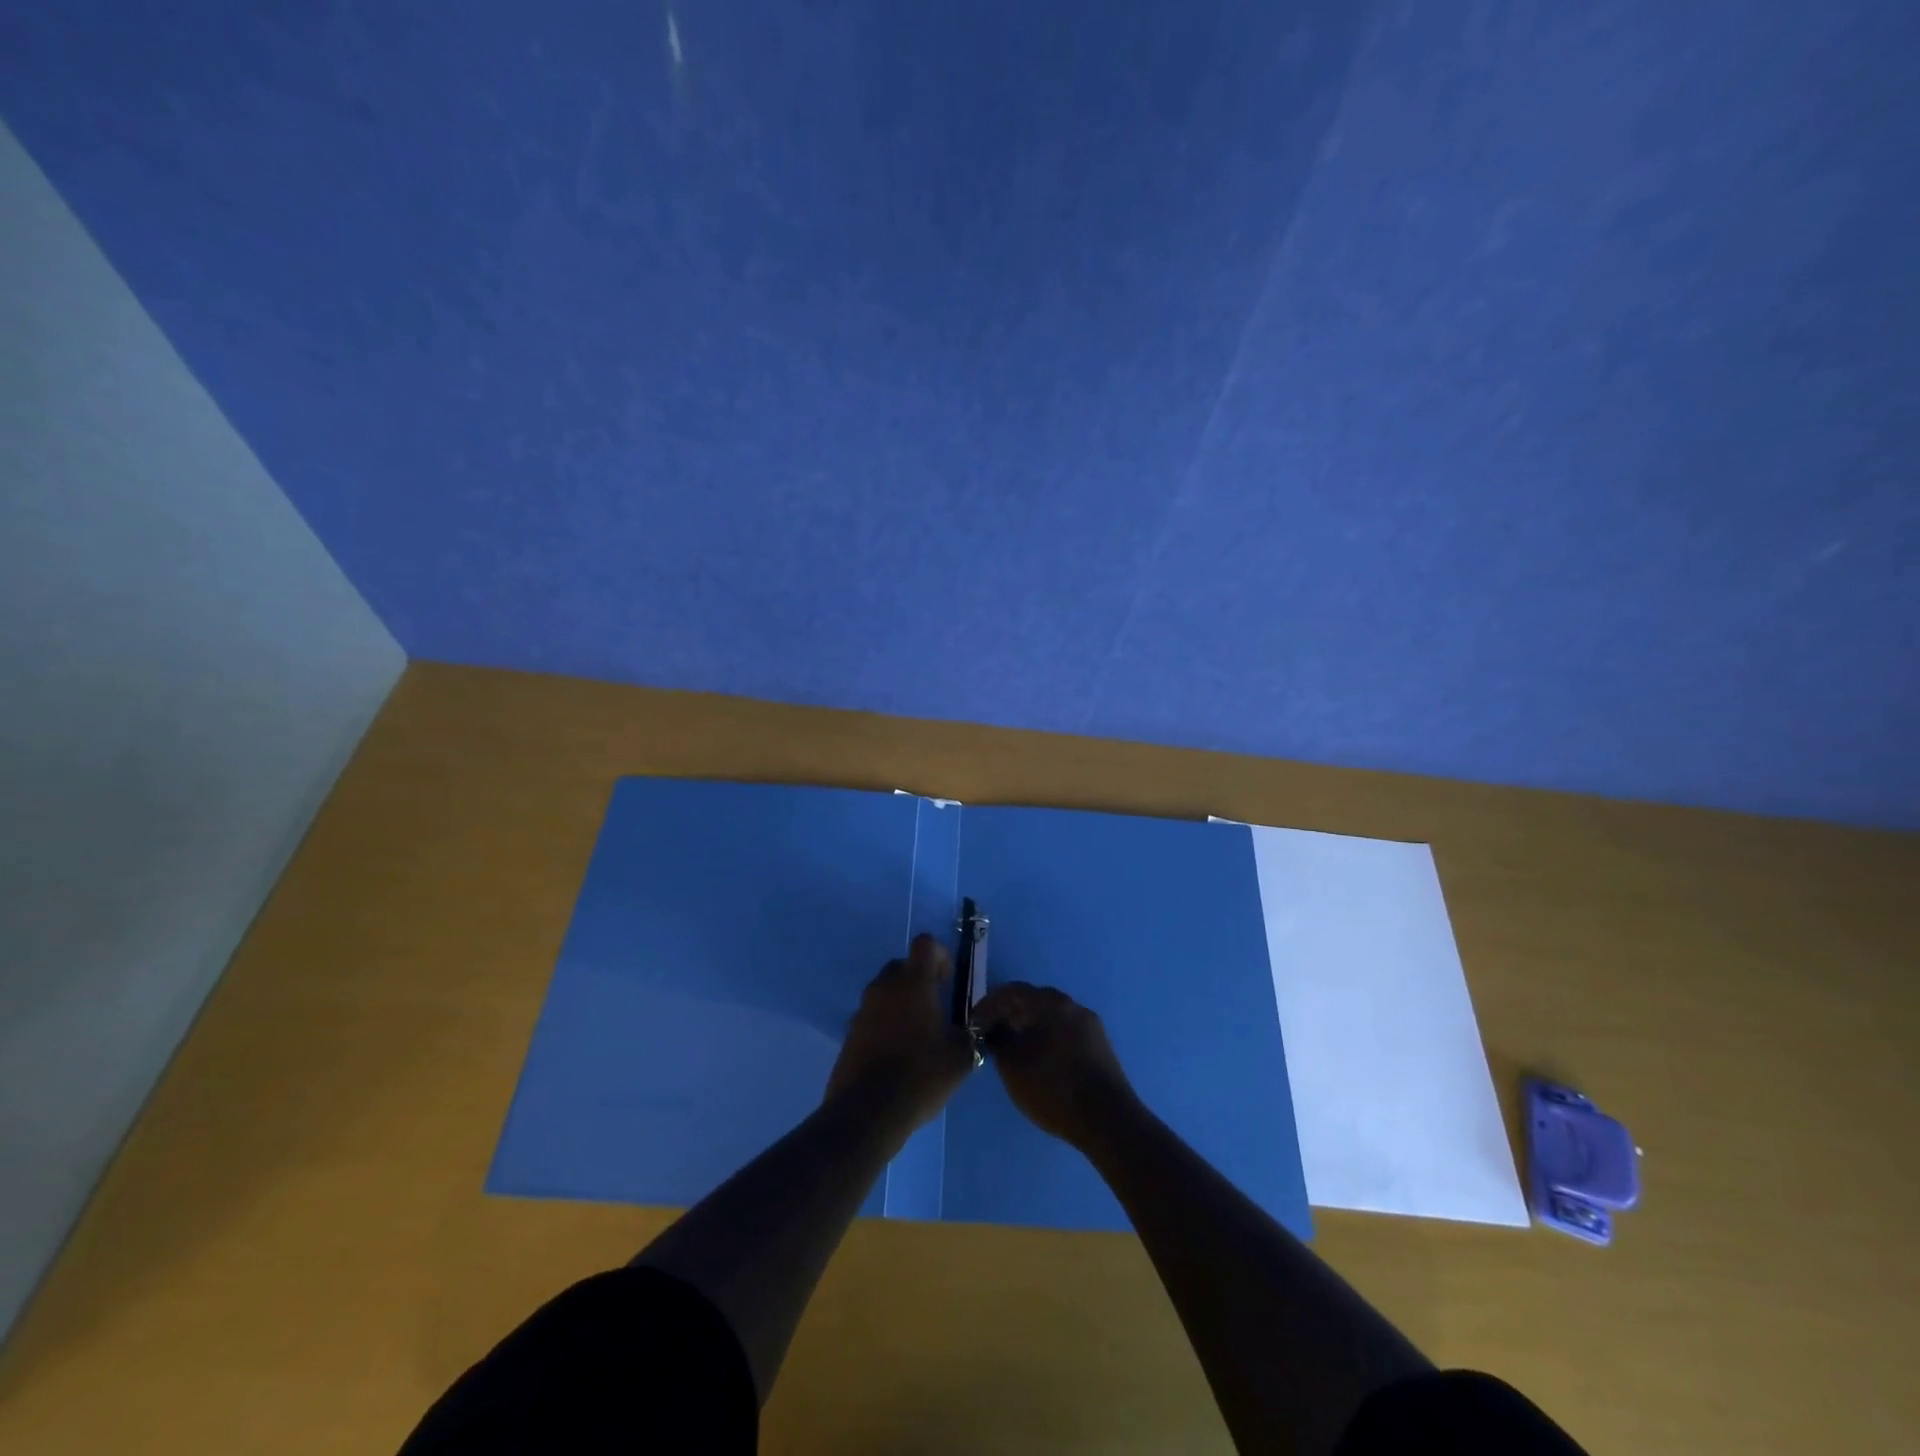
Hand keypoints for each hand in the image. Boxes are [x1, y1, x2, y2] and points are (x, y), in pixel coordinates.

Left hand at [825, 935, 976, 1128]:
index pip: (924, 944)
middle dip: (920, 979)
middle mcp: (885, 987)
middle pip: (903, 966)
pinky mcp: (850, 1032)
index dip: (940, 955)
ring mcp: (863, 1009)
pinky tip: (899, 1053)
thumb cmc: (920, 1075)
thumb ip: (974, 1033)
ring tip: (919, 1033)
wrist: (867, 1112)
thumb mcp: (962, 1056)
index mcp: (913, 983)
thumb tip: (979, 1024)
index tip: (949, 980)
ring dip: (902, 1001)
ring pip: (886, 990)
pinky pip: (873, 1015)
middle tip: (937, 1008)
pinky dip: (886, 1023)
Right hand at [974, 982, 1136, 1150]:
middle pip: (1034, 1001)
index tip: (974, 1024)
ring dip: (1029, 1027)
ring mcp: (1090, 1025)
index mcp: (1052, 1004)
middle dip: (1010, 1015)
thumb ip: (998, 1042)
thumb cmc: (1055, 1089)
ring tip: (1013, 1050)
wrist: (1109, 1121)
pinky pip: (1065, 1031)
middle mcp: (1073, 1006)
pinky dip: (1047, 1038)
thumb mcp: (1014, 1068)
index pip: (1013, 991)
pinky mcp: (1099, 1045)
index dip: (989, 1005)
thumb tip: (993, 1030)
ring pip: (1051, 1016)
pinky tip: (1039, 1061)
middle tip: (992, 1035)